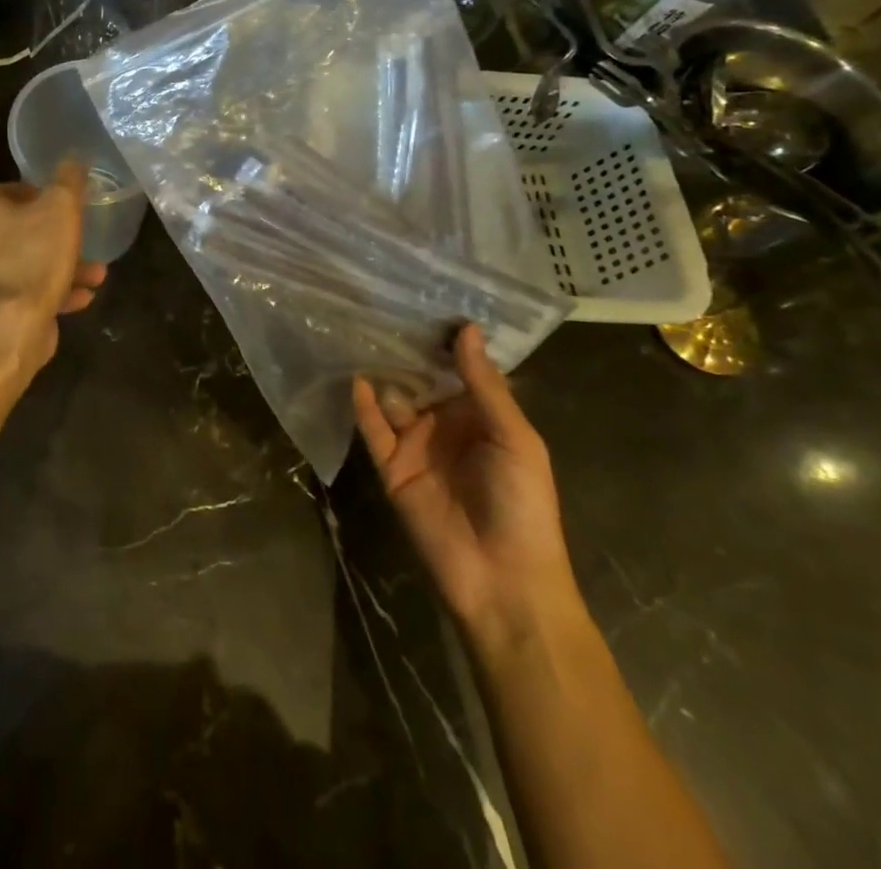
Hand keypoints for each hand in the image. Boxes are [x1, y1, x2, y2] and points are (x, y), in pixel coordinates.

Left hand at [0, 161, 107, 377]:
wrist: (6, 328)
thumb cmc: (31, 257)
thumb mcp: (60, 208)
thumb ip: (68, 180)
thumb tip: (73, 158)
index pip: (14, 190)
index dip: (46, 199)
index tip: (70, 212)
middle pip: (19, 230)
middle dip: (58, 239)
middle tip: (85, 243)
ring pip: (23, 264)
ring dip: (61, 268)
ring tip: (96, 276)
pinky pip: (20, 293)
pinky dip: (49, 293)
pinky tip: (81, 300)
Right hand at [353, 325, 580, 648]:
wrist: (502, 579)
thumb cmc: (522, 504)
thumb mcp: (514, 439)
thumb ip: (485, 386)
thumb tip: (466, 329)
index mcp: (481, 417)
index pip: (458, 370)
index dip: (444, 341)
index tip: (425, 301)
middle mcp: (445, 425)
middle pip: (421, 380)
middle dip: (406, 351)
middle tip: (381, 308)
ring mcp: (416, 446)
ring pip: (394, 399)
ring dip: (382, 373)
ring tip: (361, 335)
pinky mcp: (391, 468)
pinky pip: (373, 431)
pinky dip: (364, 406)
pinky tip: (357, 380)